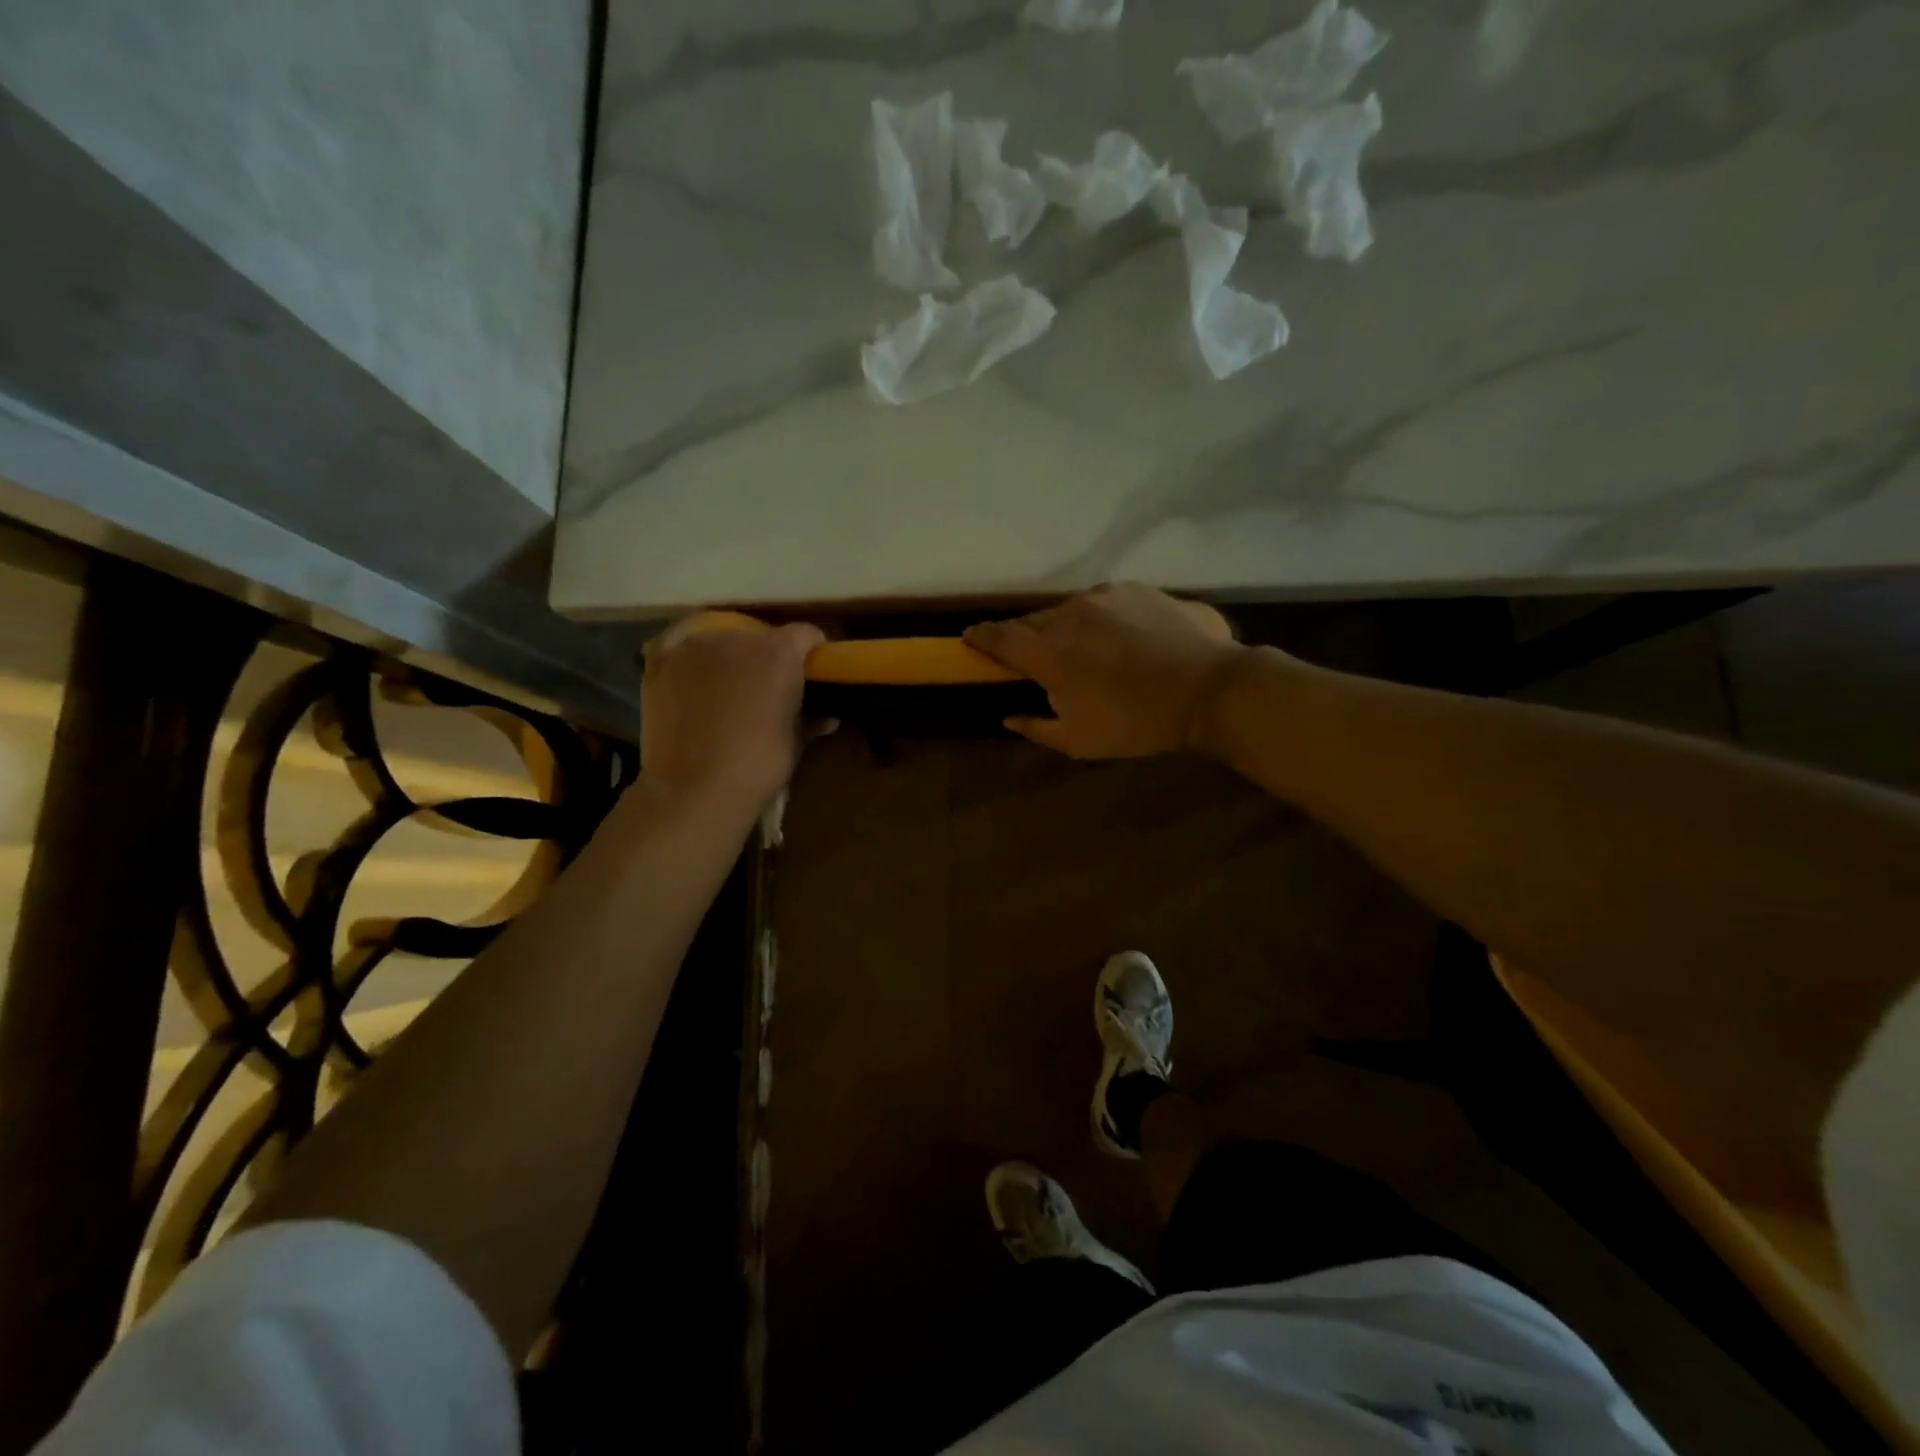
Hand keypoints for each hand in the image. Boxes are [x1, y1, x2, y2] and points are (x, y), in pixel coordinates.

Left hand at [641, 618, 823, 808]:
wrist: (695, 790)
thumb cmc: (757, 766)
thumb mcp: (795, 742)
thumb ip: (810, 719)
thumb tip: (827, 717)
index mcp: (779, 653)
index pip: (805, 634)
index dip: (810, 653)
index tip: (810, 674)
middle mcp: (737, 638)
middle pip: (759, 636)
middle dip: (766, 657)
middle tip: (765, 689)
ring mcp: (694, 646)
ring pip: (718, 639)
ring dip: (727, 657)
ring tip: (724, 688)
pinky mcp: (661, 661)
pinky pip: (677, 644)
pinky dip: (687, 656)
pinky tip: (690, 674)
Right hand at [962, 583, 1246, 758]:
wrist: (1207, 690)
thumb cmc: (1136, 723)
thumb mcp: (1079, 741)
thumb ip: (1036, 727)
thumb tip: (1007, 717)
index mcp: (1048, 653)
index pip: (999, 638)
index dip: (980, 638)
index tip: (970, 639)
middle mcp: (1068, 615)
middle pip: (1032, 622)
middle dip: (1026, 638)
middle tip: (1035, 658)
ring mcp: (1103, 597)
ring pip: (1068, 610)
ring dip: (1066, 628)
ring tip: (1084, 649)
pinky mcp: (1134, 589)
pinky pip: (1103, 603)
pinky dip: (1099, 619)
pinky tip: (1119, 638)